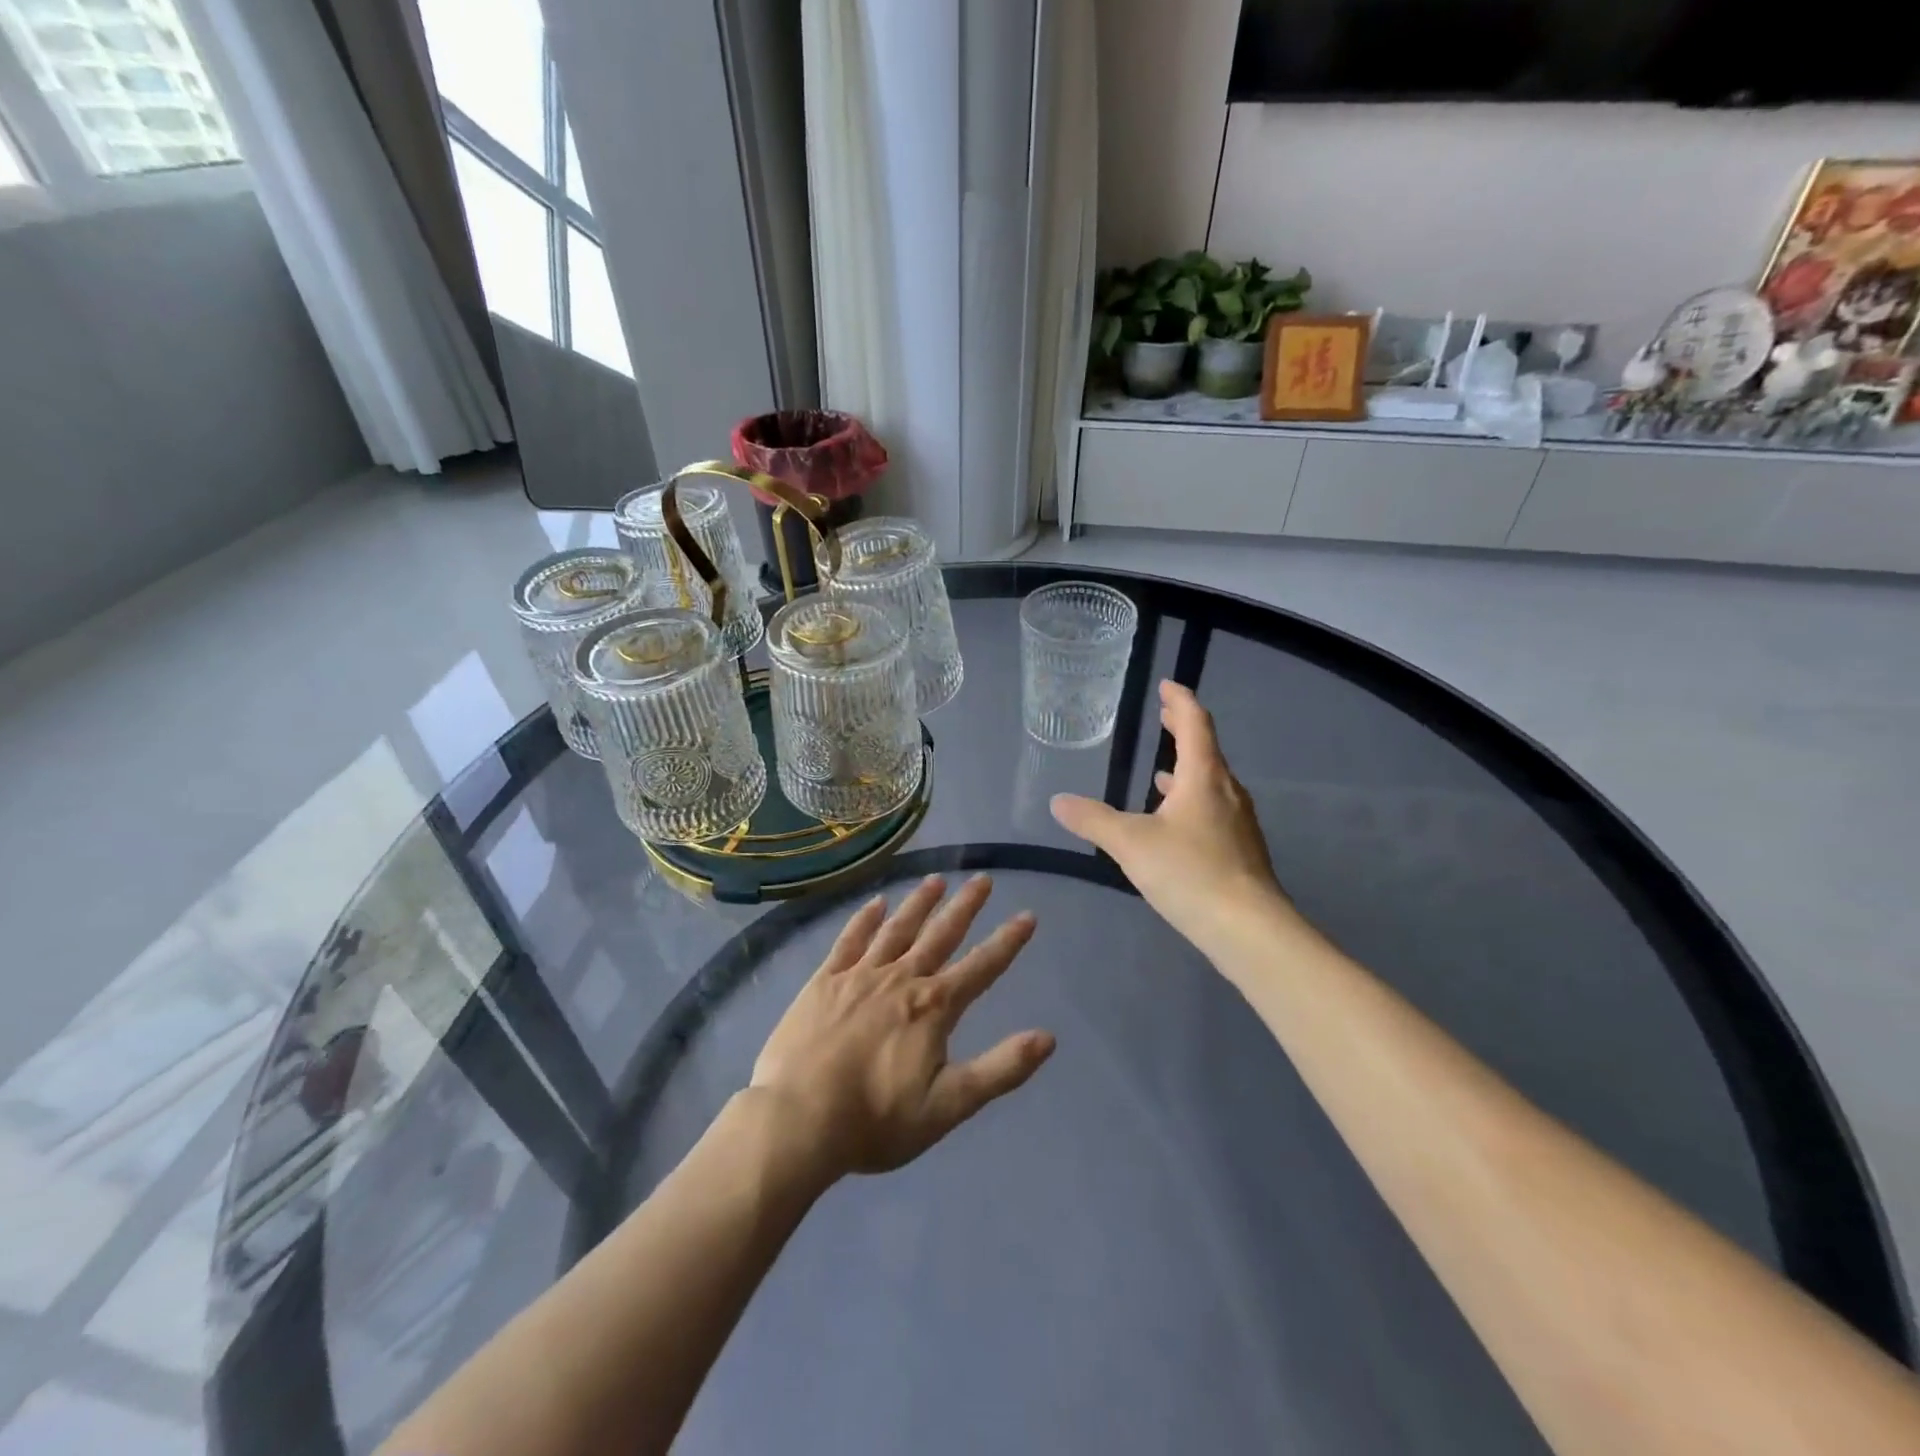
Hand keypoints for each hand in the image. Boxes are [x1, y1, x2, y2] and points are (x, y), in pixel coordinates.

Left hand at [750, 875, 1053, 1180]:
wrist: (797, 1120)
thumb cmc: (876, 1120)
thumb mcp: (948, 1106)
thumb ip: (1000, 1069)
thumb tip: (1048, 1037)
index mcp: (933, 1007)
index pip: (982, 967)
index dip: (1007, 941)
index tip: (1027, 916)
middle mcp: (901, 979)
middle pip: (940, 935)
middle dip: (965, 907)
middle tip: (982, 879)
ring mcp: (860, 975)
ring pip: (897, 929)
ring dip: (919, 903)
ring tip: (936, 880)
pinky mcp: (824, 981)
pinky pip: (850, 940)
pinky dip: (865, 919)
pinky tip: (876, 904)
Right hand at [1051, 681, 1290, 950]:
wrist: (1249, 929)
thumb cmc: (1191, 873)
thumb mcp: (1131, 844)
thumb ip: (1093, 821)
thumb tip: (1058, 801)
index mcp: (1204, 777)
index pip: (1195, 724)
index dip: (1180, 701)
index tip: (1166, 686)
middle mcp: (1226, 792)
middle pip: (1207, 750)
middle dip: (1183, 730)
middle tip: (1163, 716)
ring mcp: (1238, 823)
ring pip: (1211, 783)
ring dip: (1187, 770)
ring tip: (1162, 771)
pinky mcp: (1240, 850)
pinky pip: (1213, 810)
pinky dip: (1191, 802)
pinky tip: (1175, 823)